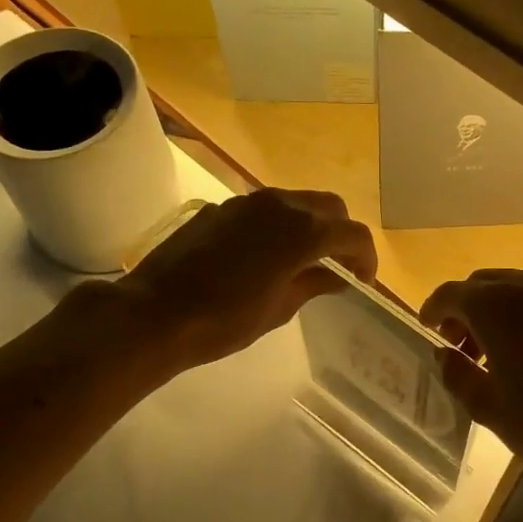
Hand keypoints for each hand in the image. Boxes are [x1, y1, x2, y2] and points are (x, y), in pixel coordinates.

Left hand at [113, 189, 377, 372]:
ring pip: (296, 202)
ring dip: (309, 225)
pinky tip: (264, 255)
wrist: (157, 312)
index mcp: (303, 231)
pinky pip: (264, 209)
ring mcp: (247, 202)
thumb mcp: (279, 309)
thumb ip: (313, 284)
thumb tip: (336, 276)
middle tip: (337, 266)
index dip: (365, 257)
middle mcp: (280, 205)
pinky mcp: (221, 208)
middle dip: (341, 233)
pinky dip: (278, 225)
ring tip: (303, 259)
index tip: (362, 281)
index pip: (353, 234)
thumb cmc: (225, 320)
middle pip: (329, 207)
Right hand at [421, 269, 522, 501]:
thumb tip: (445, 354)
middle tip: (459, 346)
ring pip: (516, 289)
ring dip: (497, 311)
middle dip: (465, 310)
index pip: (451, 294)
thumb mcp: (489, 407)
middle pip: (484, 285)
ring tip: (494, 352)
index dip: (433, 310)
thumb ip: (457, 373)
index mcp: (498, 305)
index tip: (427, 328)